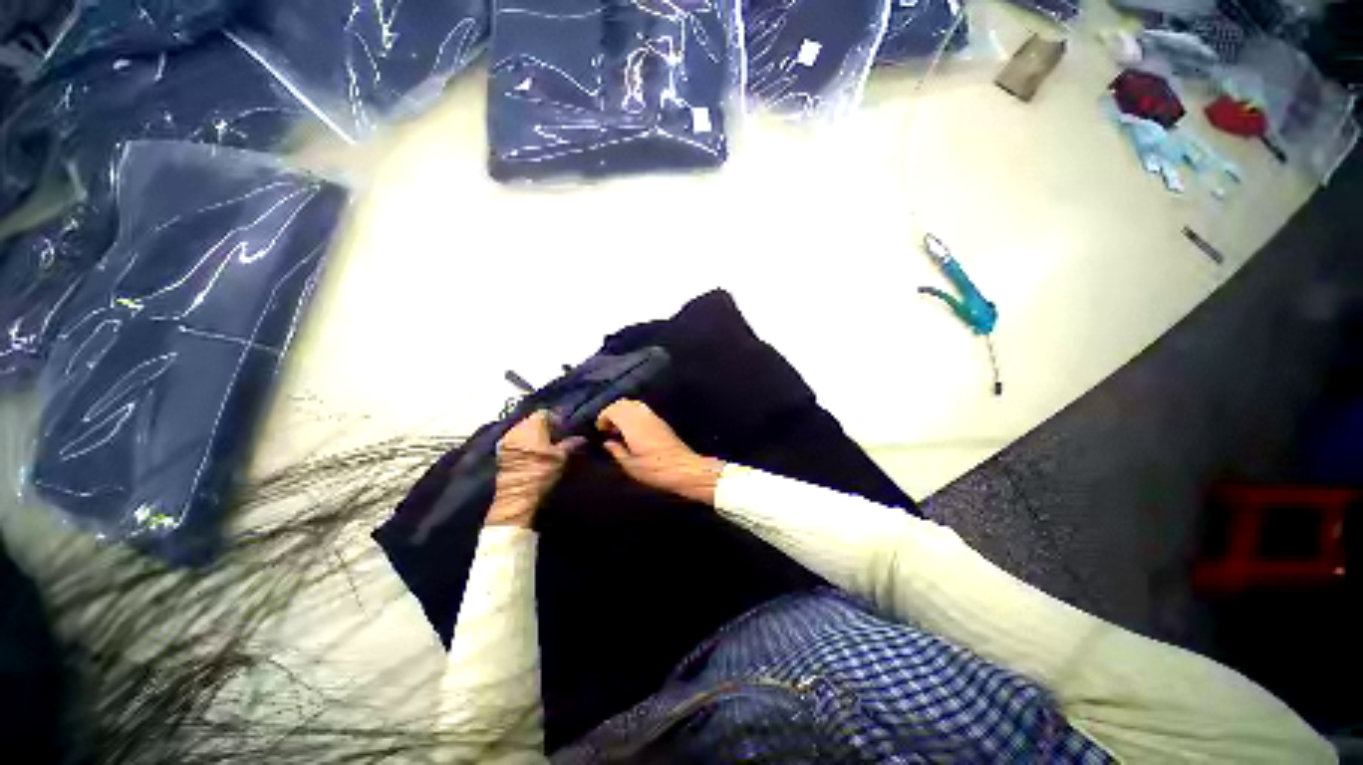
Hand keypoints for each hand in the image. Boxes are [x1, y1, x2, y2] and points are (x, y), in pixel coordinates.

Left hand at [487, 411, 582, 527]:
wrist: (516, 498)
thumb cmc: (541, 473)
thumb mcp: (561, 457)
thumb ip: (571, 444)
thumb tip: (581, 438)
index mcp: (531, 427)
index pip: (544, 413)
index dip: (557, 418)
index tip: (565, 427)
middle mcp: (515, 430)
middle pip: (532, 420)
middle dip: (545, 425)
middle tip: (558, 435)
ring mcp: (505, 441)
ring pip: (523, 430)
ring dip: (534, 434)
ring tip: (546, 444)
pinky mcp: (500, 453)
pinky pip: (515, 440)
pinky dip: (525, 442)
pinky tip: (533, 452)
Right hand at [596, 400, 722, 504]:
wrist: (683, 468)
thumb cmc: (655, 469)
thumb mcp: (631, 466)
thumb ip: (617, 451)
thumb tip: (608, 442)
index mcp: (633, 425)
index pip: (614, 409)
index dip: (603, 416)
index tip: (600, 429)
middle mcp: (643, 416)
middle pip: (623, 403)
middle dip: (612, 412)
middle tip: (608, 428)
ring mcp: (654, 417)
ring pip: (634, 404)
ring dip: (623, 412)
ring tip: (619, 428)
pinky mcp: (662, 422)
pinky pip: (643, 410)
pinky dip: (633, 414)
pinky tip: (633, 430)